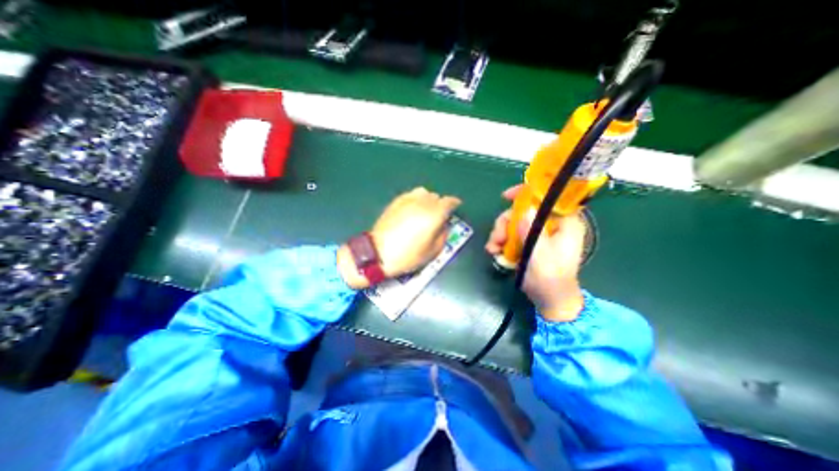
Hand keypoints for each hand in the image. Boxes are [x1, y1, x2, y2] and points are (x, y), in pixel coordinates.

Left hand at [338, 187, 460, 289]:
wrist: (378, 253)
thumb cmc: (408, 256)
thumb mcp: (433, 251)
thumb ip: (443, 234)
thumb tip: (444, 224)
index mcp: (433, 215)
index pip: (449, 202)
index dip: (454, 203)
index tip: (456, 206)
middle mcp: (422, 203)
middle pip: (436, 197)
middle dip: (440, 204)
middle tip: (438, 216)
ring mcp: (407, 200)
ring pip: (424, 192)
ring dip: (428, 199)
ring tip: (425, 210)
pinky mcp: (396, 202)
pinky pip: (411, 195)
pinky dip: (416, 199)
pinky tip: (413, 209)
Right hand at [490, 186, 584, 322]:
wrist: (549, 300)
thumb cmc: (551, 280)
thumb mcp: (541, 256)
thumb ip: (533, 233)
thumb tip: (524, 209)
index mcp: (564, 223)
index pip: (548, 197)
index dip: (527, 192)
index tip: (506, 196)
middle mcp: (550, 224)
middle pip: (523, 210)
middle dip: (506, 222)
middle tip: (497, 238)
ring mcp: (538, 233)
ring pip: (513, 221)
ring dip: (500, 233)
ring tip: (493, 248)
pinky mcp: (528, 241)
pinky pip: (510, 233)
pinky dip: (500, 241)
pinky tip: (494, 251)